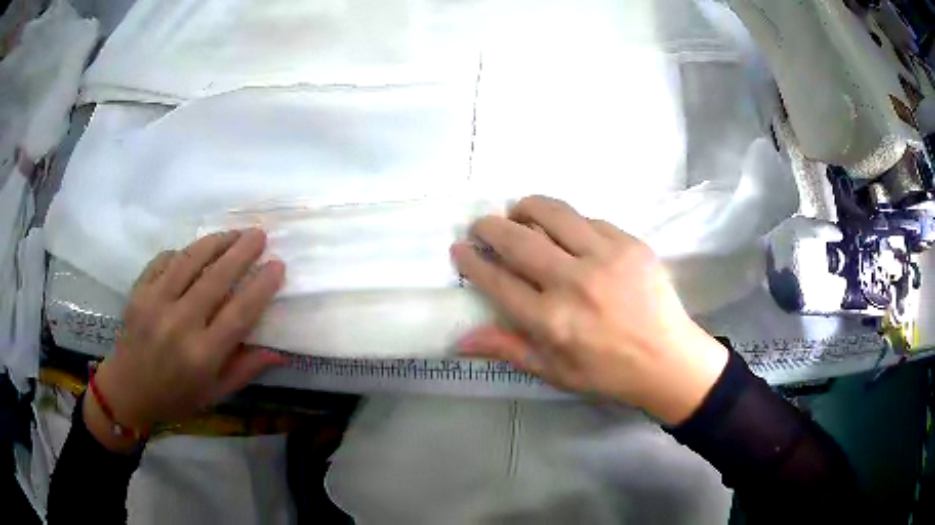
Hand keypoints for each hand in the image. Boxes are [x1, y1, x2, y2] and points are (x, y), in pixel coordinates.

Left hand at [86, 230, 285, 449]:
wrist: (128, 391)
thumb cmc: (175, 398)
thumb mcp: (214, 394)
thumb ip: (245, 370)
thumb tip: (279, 351)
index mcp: (202, 355)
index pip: (239, 313)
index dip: (261, 286)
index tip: (278, 265)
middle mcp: (179, 324)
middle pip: (216, 278)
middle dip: (242, 251)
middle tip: (260, 234)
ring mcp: (155, 303)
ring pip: (190, 260)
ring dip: (215, 242)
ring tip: (233, 233)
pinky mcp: (138, 291)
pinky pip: (164, 260)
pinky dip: (183, 252)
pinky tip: (194, 253)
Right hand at [451, 196, 727, 424]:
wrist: (667, 358)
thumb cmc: (606, 371)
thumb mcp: (553, 371)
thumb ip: (507, 349)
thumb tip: (459, 340)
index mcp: (551, 321)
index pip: (498, 281)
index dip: (473, 262)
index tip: (460, 248)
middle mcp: (573, 282)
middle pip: (519, 241)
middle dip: (490, 227)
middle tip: (481, 225)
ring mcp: (605, 257)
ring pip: (553, 214)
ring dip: (527, 208)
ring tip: (519, 212)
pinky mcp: (630, 243)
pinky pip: (589, 219)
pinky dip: (569, 222)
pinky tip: (566, 231)